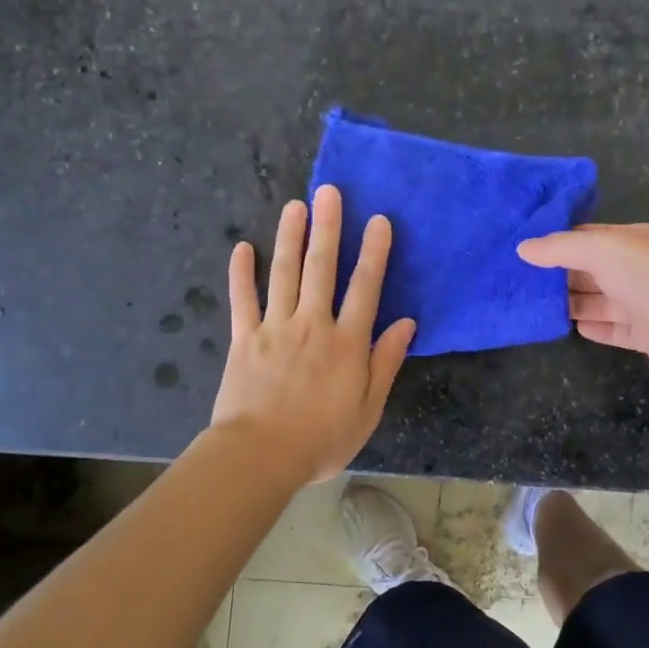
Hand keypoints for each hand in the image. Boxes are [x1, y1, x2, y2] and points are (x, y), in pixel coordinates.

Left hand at [210, 185, 416, 484]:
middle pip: (321, 268)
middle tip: (329, 191)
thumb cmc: (322, 438)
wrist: (261, 456)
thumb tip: (406, 324)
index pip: (365, 287)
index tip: (378, 220)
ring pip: (283, 273)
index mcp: (347, 342)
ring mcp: (275, 328)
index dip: (374, 252)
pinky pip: (242, 300)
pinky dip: (242, 273)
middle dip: (328, 227)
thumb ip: (385, 362)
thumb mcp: (368, 408)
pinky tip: (243, 247)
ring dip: (290, 237)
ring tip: (296, 205)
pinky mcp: (244, 339)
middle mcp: (312, 324)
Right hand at [517, 222, 648, 394]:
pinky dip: (597, 327)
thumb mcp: (604, 250)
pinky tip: (574, 327)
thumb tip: (523, 248)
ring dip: (578, 302)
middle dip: (568, 274)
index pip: (599, 234)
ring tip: (542, 306)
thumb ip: (562, 247)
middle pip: (601, 269)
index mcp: (648, 238)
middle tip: (529, 281)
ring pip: (608, 300)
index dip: (566, 241)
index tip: (532, 250)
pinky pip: (618, 329)